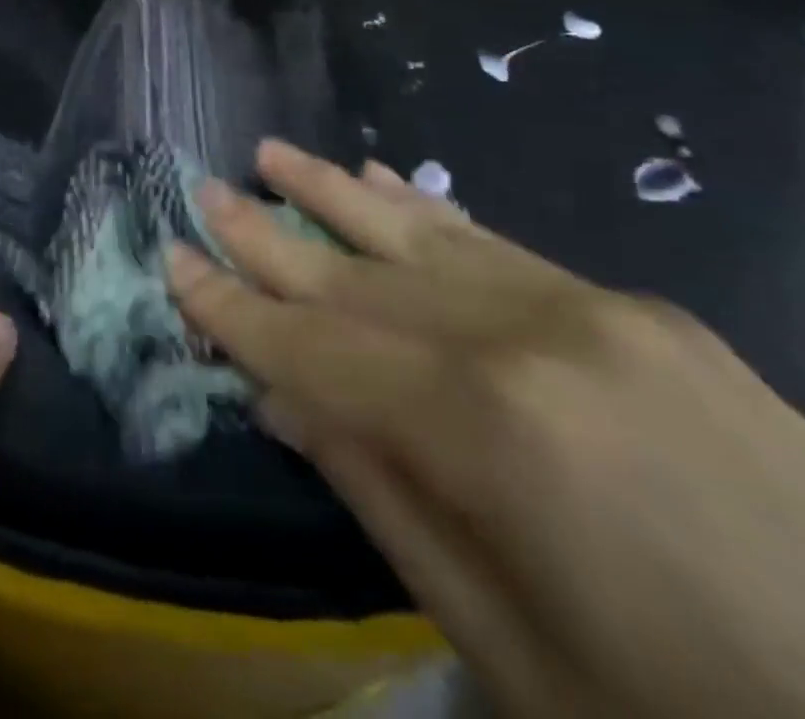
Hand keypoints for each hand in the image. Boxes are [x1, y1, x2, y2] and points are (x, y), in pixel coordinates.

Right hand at [167, 144, 804, 718]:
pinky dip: (426, 209)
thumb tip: (286, 405)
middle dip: (268, 236)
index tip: (175, 264)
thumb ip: (384, 502)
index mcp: (485, 429)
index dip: (236, 311)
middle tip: (202, 191)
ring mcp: (583, 305)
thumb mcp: (510, 651)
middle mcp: (521, 335)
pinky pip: (495, 240)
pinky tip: (384, 179)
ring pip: (420, 234)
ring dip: (335, 194)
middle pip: (356, 277)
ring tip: (271, 154)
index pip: (316, 352)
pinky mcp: (629, 303)